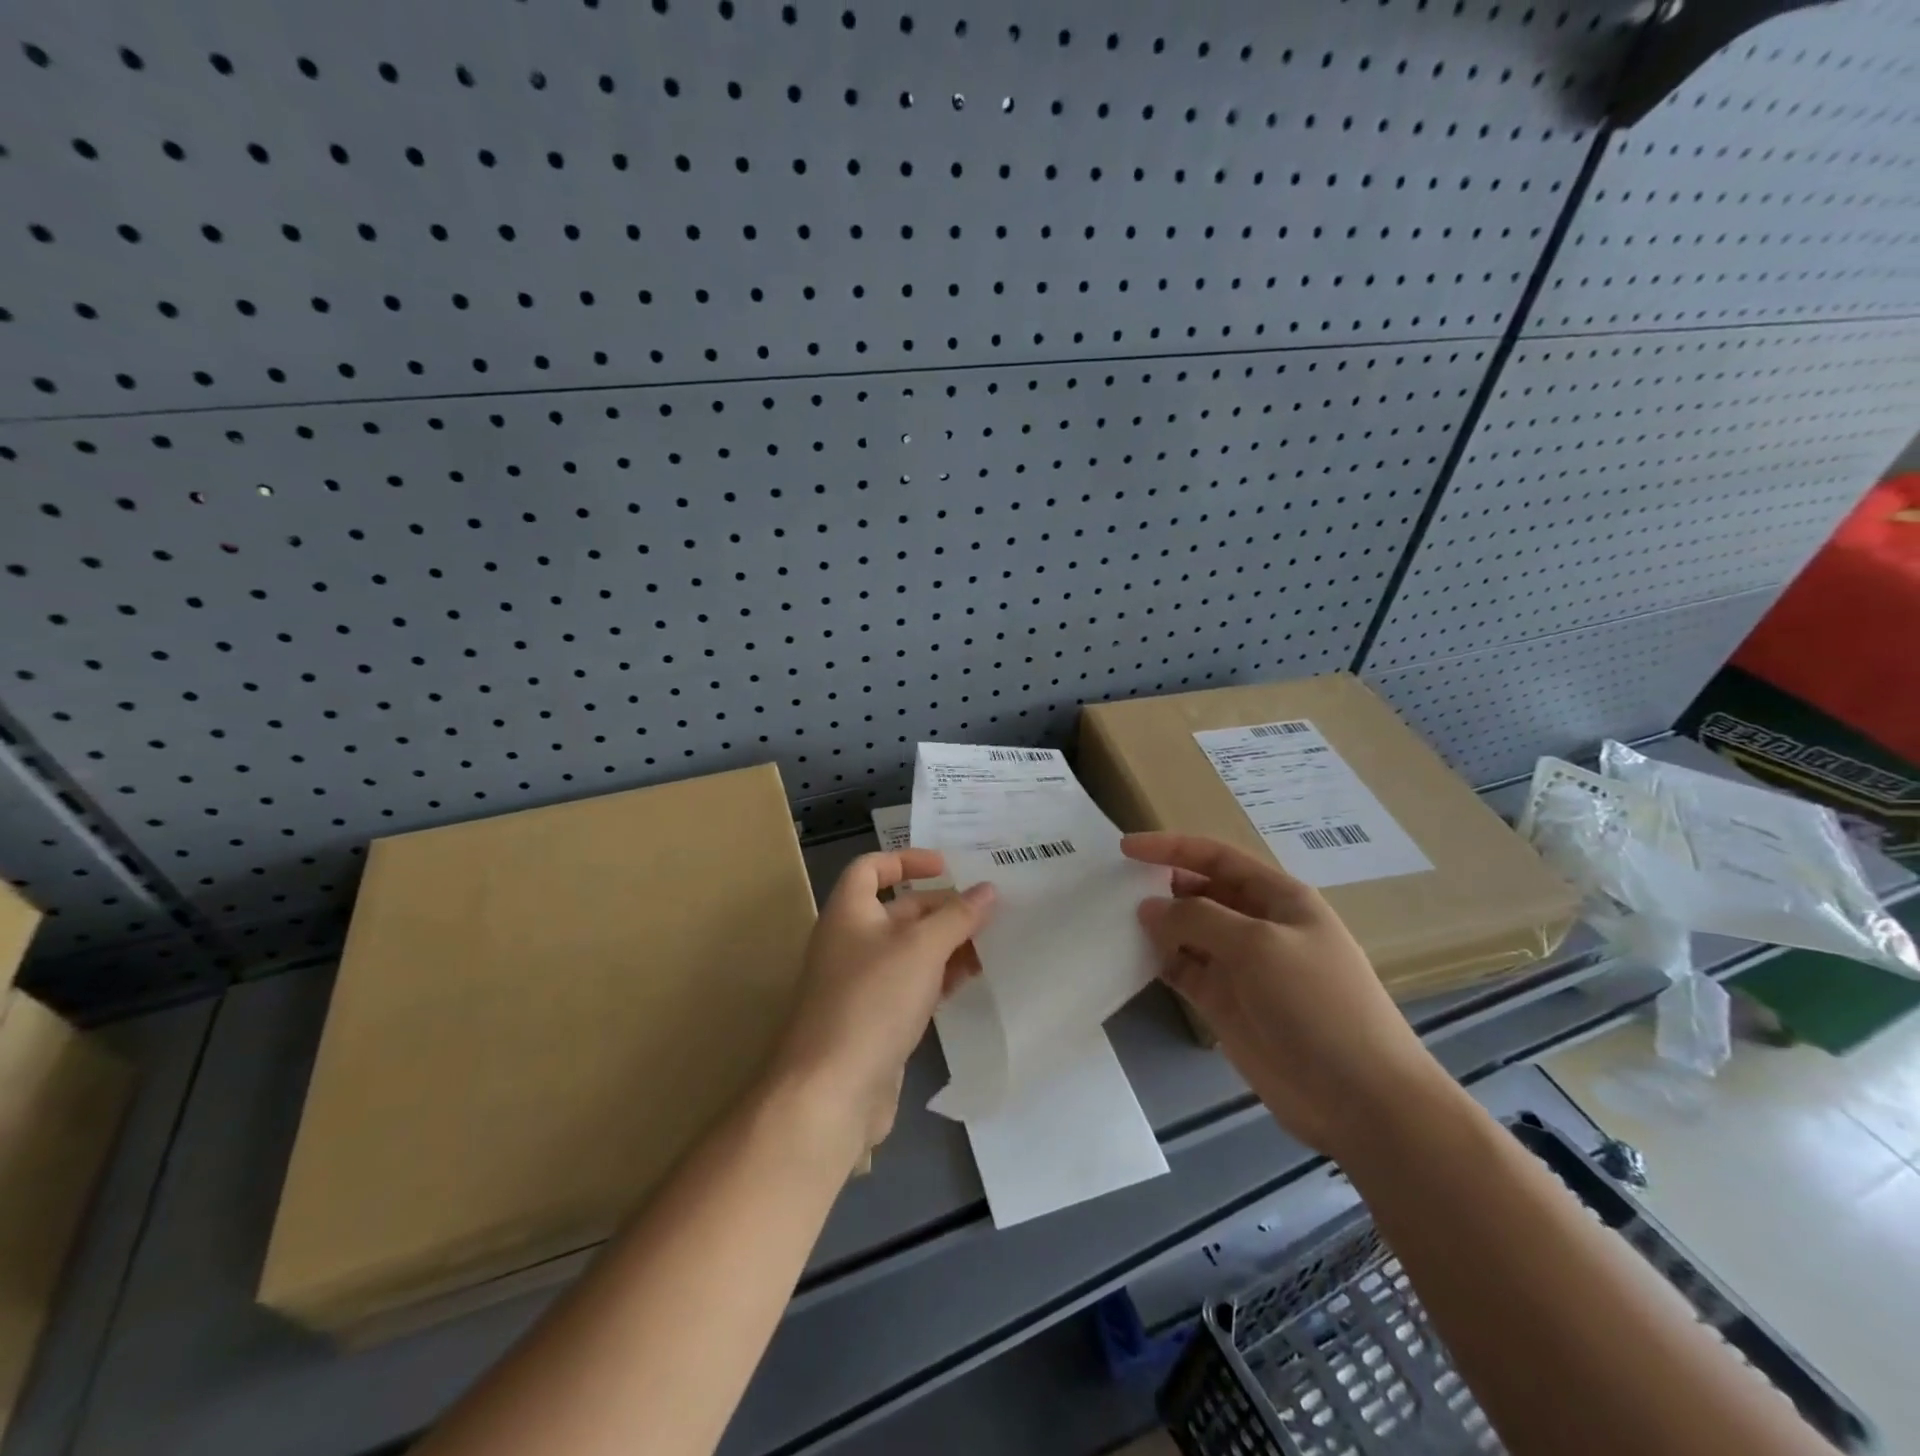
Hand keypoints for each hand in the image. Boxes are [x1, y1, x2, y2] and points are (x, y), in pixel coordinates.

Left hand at [769, 850, 995, 1164]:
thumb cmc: (873, 1001)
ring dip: (947, 945)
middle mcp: (851, 942)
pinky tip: (970, 981)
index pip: (871, 868)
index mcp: (849, 913)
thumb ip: (957, 917)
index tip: (947, 866)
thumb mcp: (921, 949)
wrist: (831, 1091)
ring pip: (910, 950)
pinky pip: (911, 985)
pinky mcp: (875, 1019)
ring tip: (991, 946)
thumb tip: (988, 889)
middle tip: (989, 910)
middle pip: (899, 910)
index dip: (907, 859)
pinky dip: (939, 978)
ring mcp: (862, 983)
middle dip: (942, 908)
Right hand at [1123, 832, 1449, 1158]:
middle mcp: (1257, 925)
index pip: (1217, 857)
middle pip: (1201, 891)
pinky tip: (1131, 958)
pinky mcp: (1226, 1003)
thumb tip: (1149, 907)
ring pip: (1188, 932)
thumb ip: (1197, 919)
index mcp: (1279, 898)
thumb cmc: (1316, 1004)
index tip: (1126, 849)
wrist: (1360, 1099)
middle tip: (1114, 889)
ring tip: (1113, 921)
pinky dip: (1159, 961)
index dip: (1172, 847)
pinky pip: (1184, 970)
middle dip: (1162, 885)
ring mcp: (1241, 966)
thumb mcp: (1258, 946)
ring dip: (1157, 925)